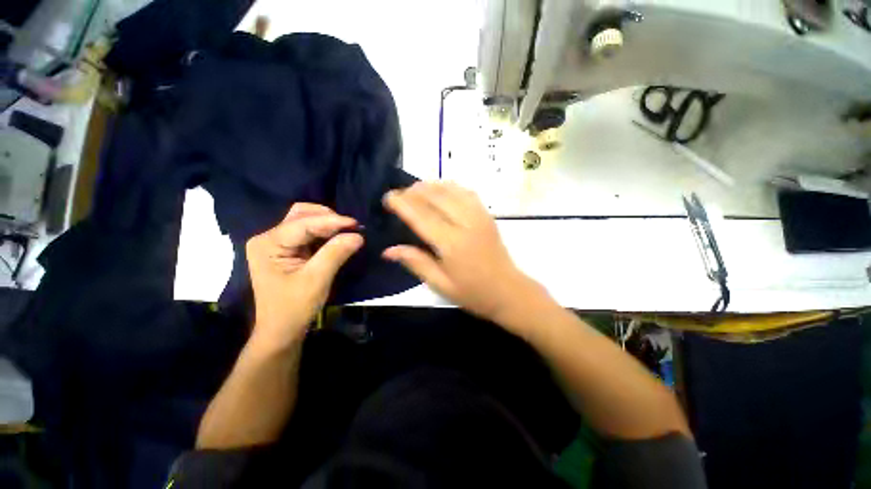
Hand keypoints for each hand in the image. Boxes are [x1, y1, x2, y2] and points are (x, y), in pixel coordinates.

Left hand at [246, 203, 362, 346]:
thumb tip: (358, 235)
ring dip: (328, 224)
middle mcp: (269, 238)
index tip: (356, 224)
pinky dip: (326, 233)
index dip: (332, 221)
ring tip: (348, 231)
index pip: (303, 223)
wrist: (281, 330)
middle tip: (352, 227)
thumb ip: (336, 253)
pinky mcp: (288, 250)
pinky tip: (339, 237)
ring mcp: (278, 243)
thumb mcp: (316, 280)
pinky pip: (309, 233)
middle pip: (301, 215)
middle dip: (328, 218)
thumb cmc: (294, 308)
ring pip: (306, 221)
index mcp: (268, 244)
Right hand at [383, 182, 540, 322]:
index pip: (421, 216)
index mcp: (452, 243)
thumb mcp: (440, 284)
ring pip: (451, 190)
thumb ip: (415, 262)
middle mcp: (465, 223)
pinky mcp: (487, 215)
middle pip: (435, 197)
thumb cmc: (473, 293)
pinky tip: (441, 190)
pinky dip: (450, 187)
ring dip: (430, 186)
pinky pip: (466, 192)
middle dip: (413, 191)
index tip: (387, 197)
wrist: (509, 291)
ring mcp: (479, 216)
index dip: (402, 204)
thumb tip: (388, 250)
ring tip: (415, 190)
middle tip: (398, 194)